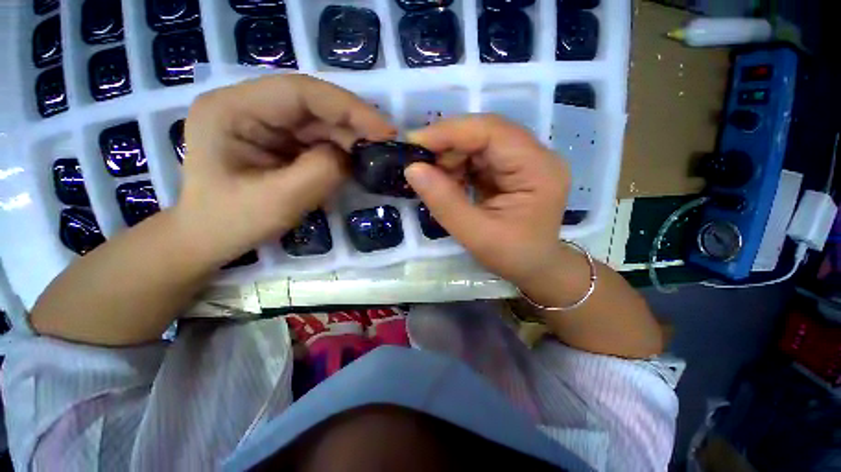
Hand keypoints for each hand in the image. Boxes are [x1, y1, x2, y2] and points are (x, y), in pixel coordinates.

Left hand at [175, 75, 395, 264]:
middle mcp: (248, 105)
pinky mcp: (278, 139)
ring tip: (375, 157)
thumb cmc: (233, 223)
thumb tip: (353, 155)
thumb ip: (321, 172)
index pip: (300, 92)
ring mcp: (264, 121)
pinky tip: (356, 162)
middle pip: (313, 104)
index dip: (348, 107)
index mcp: (232, 109)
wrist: (210, 238)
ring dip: (350, 139)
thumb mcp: (279, 202)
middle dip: (353, 125)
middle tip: (386, 146)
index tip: (384, 130)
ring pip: (319, 121)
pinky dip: (340, 149)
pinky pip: (317, 138)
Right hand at [405, 115, 569, 284]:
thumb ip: (444, 202)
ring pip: (479, 143)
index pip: (492, 131)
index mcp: (537, 169)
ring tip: (434, 179)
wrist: (535, 267)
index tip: (414, 142)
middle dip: (448, 145)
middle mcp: (535, 155)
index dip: (450, 132)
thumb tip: (412, 169)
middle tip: (419, 164)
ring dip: (451, 157)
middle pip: (485, 133)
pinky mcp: (511, 169)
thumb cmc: (512, 256)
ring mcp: (524, 160)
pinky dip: (458, 166)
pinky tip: (448, 182)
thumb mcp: (476, 235)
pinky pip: (479, 157)